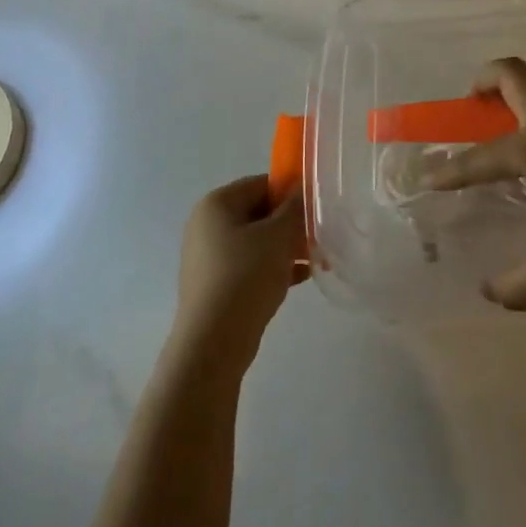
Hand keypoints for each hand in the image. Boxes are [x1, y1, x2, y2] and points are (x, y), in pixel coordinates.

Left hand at [173, 174, 306, 371]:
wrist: (213, 342)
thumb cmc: (245, 276)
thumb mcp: (278, 236)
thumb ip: (294, 208)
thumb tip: (302, 189)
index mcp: (216, 204)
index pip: (260, 184)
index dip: (290, 192)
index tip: (316, 208)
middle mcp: (207, 225)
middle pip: (258, 213)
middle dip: (290, 223)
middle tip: (319, 234)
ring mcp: (208, 257)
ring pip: (256, 242)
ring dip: (286, 247)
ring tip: (316, 258)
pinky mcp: (215, 285)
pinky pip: (250, 266)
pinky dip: (274, 267)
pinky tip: (302, 277)